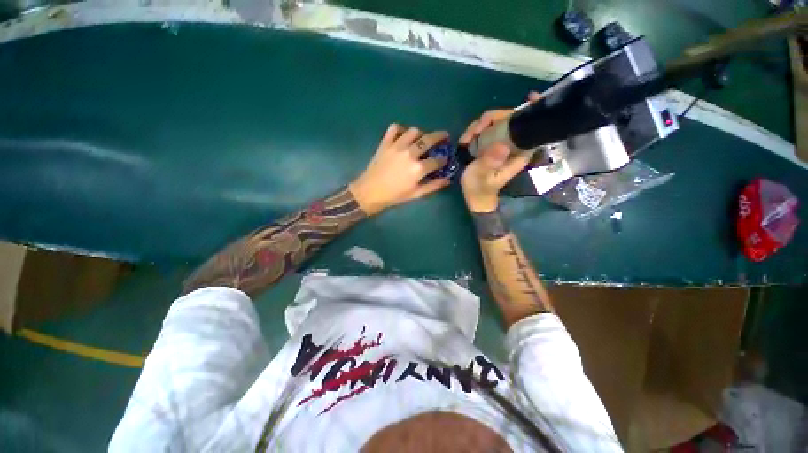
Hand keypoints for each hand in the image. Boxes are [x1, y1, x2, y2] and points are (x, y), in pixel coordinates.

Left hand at [349, 124, 449, 215]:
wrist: (370, 192)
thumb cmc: (394, 196)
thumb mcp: (415, 194)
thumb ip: (432, 186)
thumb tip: (447, 180)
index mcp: (418, 169)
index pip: (437, 160)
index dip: (443, 159)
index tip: (444, 159)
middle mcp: (410, 154)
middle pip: (429, 140)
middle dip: (440, 137)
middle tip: (444, 136)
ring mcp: (397, 146)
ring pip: (413, 131)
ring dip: (421, 133)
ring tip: (422, 138)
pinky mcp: (385, 143)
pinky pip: (394, 128)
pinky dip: (400, 129)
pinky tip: (403, 135)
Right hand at [459, 92, 540, 212]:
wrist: (475, 197)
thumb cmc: (480, 188)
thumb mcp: (482, 176)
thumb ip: (490, 162)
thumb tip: (501, 145)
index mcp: (519, 152)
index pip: (529, 127)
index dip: (530, 111)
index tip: (530, 96)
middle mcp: (513, 145)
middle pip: (509, 120)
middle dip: (490, 119)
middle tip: (472, 132)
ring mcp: (501, 144)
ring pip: (495, 123)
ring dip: (479, 126)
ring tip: (465, 139)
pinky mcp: (491, 145)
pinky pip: (486, 130)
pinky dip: (475, 131)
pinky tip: (465, 140)